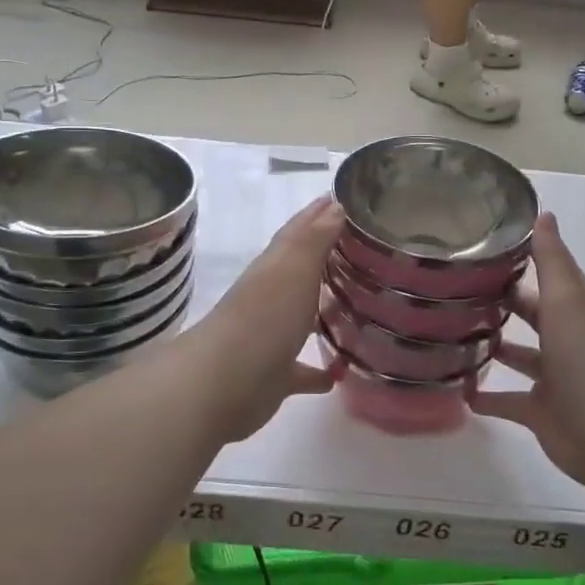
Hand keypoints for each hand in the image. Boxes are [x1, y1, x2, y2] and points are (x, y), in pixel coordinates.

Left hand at [178, 195, 344, 439]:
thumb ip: (314, 239)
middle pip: (298, 273)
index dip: (316, 215)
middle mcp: (270, 298)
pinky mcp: (274, 376)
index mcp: (273, 268)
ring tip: (357, 307)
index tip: (341, 200)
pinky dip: (318, 370)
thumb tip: (333, 205)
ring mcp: (270, 337)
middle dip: (324, 261)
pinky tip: (340, 372)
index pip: (297, 233)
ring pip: (300, 319)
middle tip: (361, 251)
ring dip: (321, 313)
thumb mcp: (293, 269)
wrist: (224, 384)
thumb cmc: (264, 318)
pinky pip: (301, 370)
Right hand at [475, 213, 584, 487]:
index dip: (524, 260)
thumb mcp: (569, 302)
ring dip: (494, 346)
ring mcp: (557, 379)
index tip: (482, 248)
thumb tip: (545, 214)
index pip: (551, 276)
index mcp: (580, 310)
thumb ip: (553, 261)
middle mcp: (569, 340)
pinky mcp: (542, 413)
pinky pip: (509, 401)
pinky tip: (460, 390)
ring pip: (521, 356)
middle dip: (504, 302)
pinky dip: (487, 398)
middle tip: (457, 289)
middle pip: (533, 314)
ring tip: (452, 334)